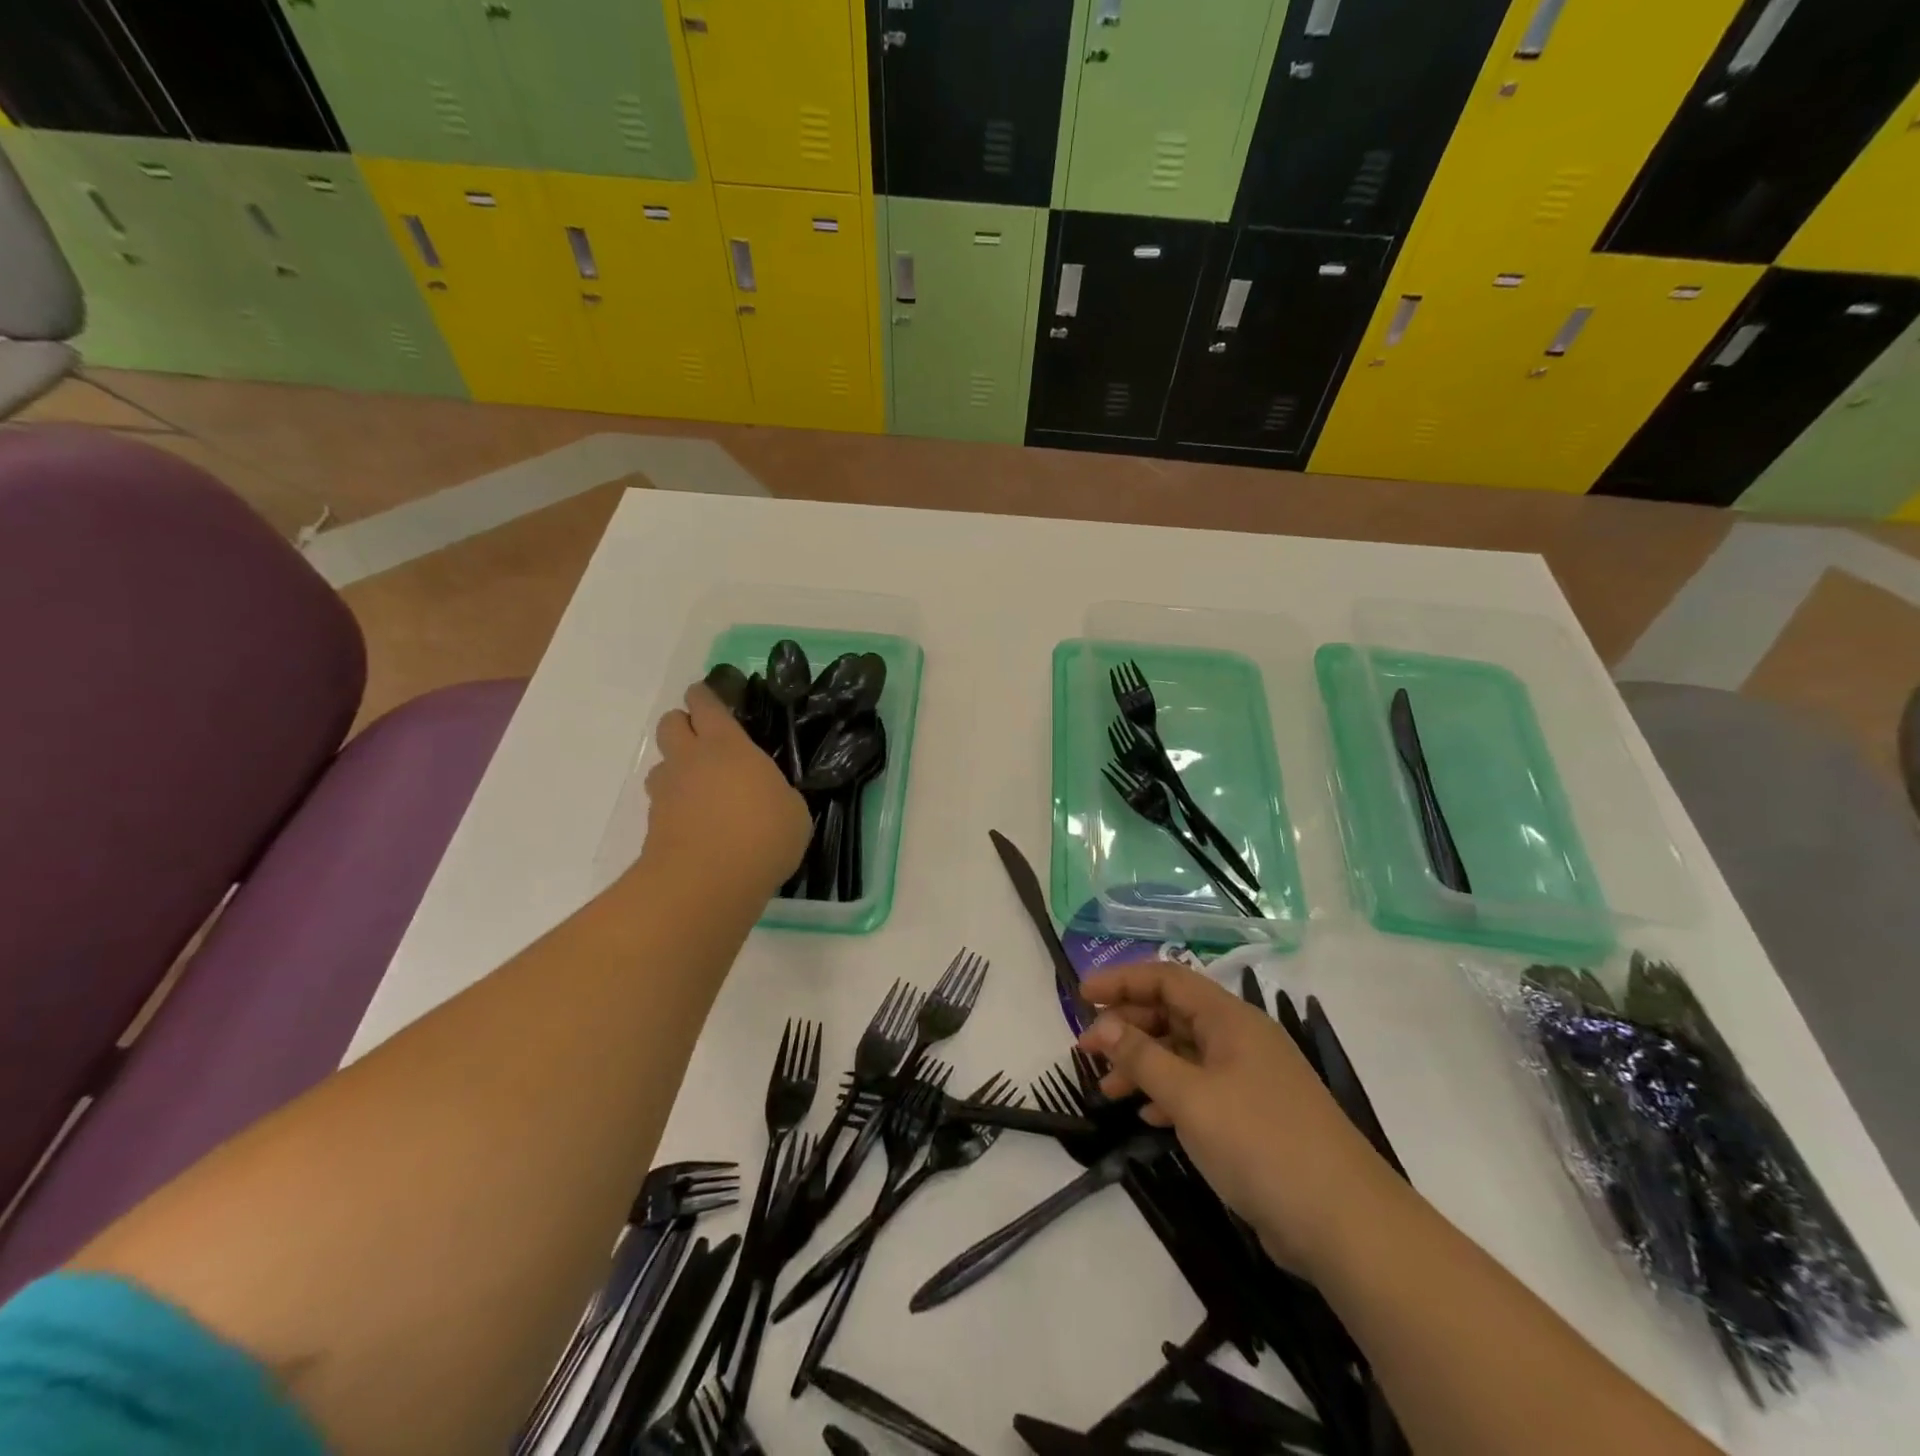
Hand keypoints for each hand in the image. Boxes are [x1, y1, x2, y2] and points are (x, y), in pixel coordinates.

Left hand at [642, 683, 811, 899]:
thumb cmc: (762, 835)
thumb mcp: (793, 811)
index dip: (705, 697)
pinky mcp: (654, 824)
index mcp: (727, 745)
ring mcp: (667, 792)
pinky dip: (676, 805)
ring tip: (701, 788)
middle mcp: (691, 760)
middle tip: (705, 741)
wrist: (706, 883)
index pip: (706, 705)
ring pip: (662, 764)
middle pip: (671, 723)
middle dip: (684, 725)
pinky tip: (699, 823)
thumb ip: (777, 793)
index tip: (711, 698)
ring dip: (677, 768)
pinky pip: (662, 802)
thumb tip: (769, 796)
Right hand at [1078, 962, 1395, 1275]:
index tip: (1081, 996)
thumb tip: (1102, 1024)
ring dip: (1143, 1063)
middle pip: (1173, 1013)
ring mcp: (1248, 1078)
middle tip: (1086, 1049)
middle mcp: (1239, 1039)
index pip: (1166, 979)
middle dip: (1127, 1025)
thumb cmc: (1261, 1143)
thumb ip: (1142, 1057)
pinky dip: (1168, 1094)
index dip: (1121, 981)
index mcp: (1229, 1019)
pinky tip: (1147, 1116)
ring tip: (1107, 1089)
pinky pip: (1199, 1088)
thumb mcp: (1191, 1097)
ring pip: (1183, 1053)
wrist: (1346, 1224)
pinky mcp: (1253, 1116)